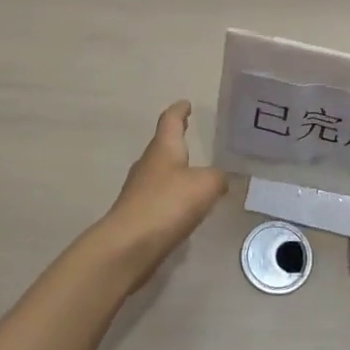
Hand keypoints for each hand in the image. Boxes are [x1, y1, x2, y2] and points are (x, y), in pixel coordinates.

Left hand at [95, 101, 229, 280]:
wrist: (128, 246)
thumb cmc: (167, 204)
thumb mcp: (205, 185)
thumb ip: (218, 178)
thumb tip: (221, 178)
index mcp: (163, 148)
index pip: (170, 120)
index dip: (179, 110)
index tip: (186, 103)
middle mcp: (148, 164)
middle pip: (162, 145)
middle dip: (176, 140)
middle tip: (190, 134)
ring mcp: (139, 190)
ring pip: (159, 172)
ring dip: (174, 170)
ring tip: (193, 173)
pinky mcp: (137, 215)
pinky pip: (158, 197)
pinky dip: (171, 196)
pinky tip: (184, 207)